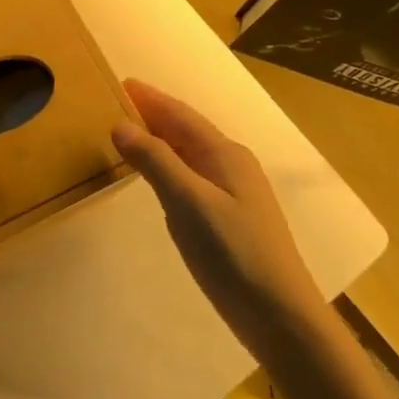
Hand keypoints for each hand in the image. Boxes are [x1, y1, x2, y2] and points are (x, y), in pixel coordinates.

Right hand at [111, 79, 325, 342]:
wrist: (280, 316)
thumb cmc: (233, 253)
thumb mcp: (188, 202)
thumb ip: (154, 161)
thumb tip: (120, 125)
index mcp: (225, 155)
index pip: (181, 115)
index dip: (151, 99)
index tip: (122, 83)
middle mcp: (232, 166)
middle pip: (187, 131)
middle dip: (155, 114)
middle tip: (118, 103)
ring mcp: (234, 194)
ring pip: (190, 154)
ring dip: (161, 140)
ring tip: (130, 134)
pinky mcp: (230, 219)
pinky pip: (192, 176)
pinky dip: (169, 166)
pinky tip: (157, 178)